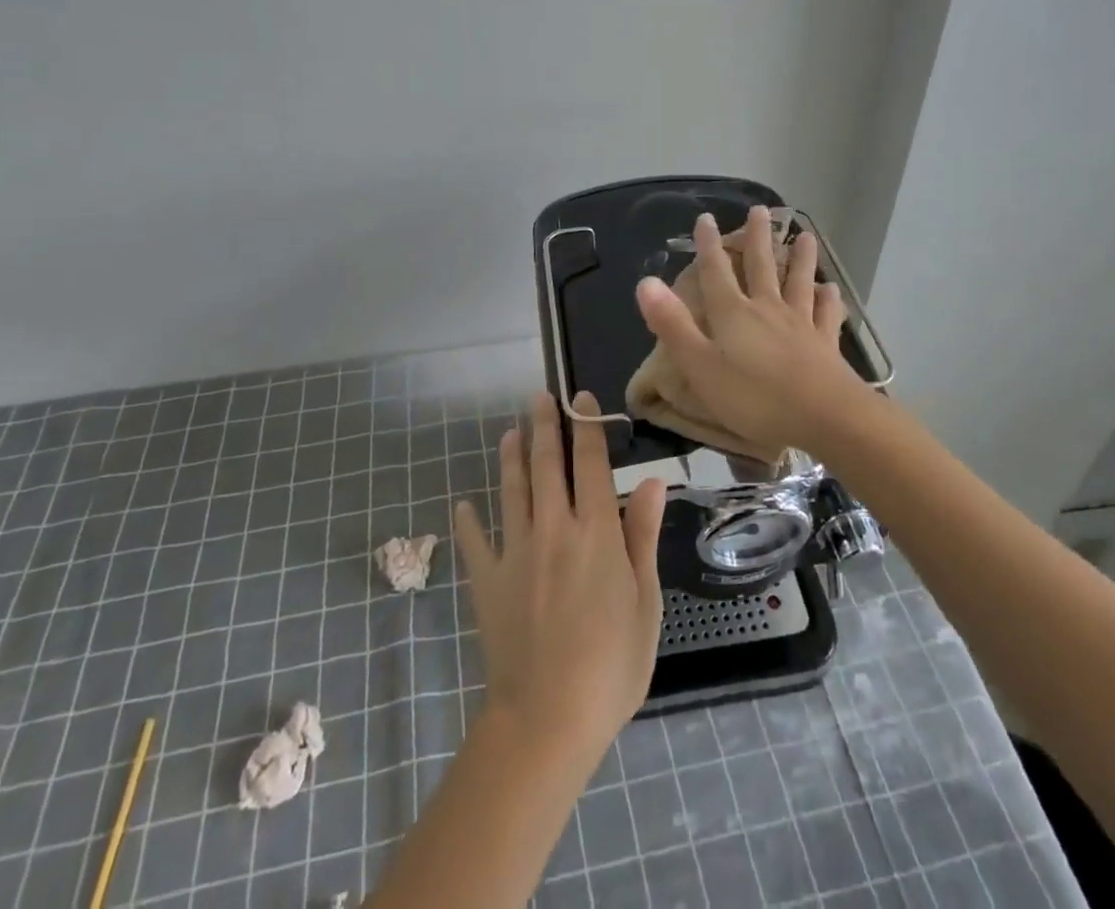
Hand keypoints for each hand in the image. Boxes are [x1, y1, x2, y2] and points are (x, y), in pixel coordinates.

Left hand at [452, 392, 666, 766]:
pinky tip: (463, 506)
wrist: (548, 718)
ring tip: (509, 432)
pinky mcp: (487, 580)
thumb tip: (651, 481)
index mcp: (595, 532)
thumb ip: (642, 536)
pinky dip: (468, 522)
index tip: (581, 398)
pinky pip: (475, 542)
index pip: (591, 465)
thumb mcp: (645, 602)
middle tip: (539, 397)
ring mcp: (516, 552)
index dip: (587, 428)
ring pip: (512, 490)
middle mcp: (553, 528)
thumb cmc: (612, 664)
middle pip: (547, 465)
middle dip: (544, 426)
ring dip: (511, 457)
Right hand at [634, 205, 863, 452]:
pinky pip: (827, 314)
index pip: (716, 272)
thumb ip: (672, 325)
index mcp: (733, 314)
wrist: (825, 417)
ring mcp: (801, 324)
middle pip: (761, 266)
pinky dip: (829, 299)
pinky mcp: (826, 344)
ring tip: (804, 236)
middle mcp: (767, 309)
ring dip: (800, 259)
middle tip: (761, 210)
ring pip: (798, 282)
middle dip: (758, 238)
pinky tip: (831, 288)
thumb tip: (646, 282)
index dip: (708, 245)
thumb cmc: (755, 397)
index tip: (706, 218)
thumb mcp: (700, 366)